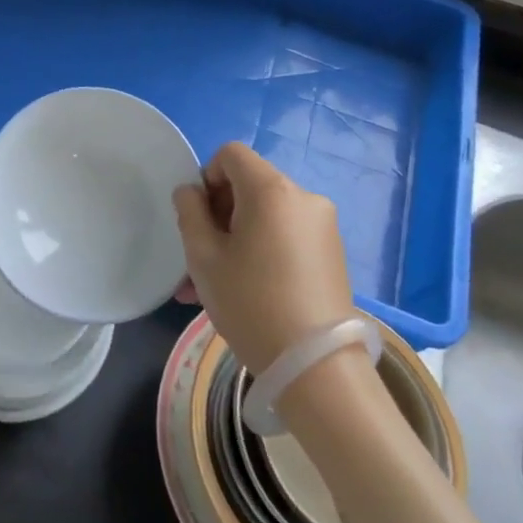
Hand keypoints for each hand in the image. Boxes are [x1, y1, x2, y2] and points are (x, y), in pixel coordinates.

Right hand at [172, 143, 353, 374]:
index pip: (231, 154)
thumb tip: (191, 192)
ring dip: (236, 238)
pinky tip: (245, 291)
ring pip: (266, 216)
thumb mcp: (203, 257)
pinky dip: (262, 250)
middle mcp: (303, 197)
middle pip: (250, 185)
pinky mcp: (332, 254)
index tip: (198, 217)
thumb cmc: (251, 303)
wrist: (316, 367)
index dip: (207, 176)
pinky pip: (286, 236)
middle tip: (199, 257)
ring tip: (212, 285)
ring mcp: (323, 226)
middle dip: (219, 213)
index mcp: (271, 189)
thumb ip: (190, 213)